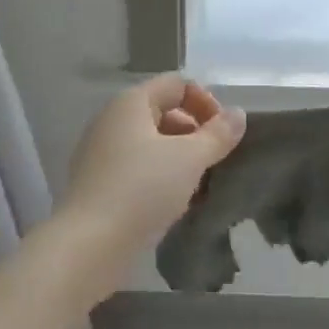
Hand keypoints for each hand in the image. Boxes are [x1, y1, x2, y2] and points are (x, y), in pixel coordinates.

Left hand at [57, 75, 245, 254]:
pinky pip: (137, 167)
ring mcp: (101, 151)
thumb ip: (218, 134)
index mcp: (131, 102)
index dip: (205, 102)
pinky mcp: (98, 182)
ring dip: (179, 158)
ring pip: (151, 143)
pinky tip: (175, 203)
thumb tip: (238, 114)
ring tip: (199, 185)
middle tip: (214, 161)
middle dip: (195, 132)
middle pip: (163, 111)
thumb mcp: (190, 159)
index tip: (222, 134)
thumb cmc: (143, 189)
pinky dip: (159, 176)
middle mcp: (112, 119)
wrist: (90, 244)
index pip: (177, 84)